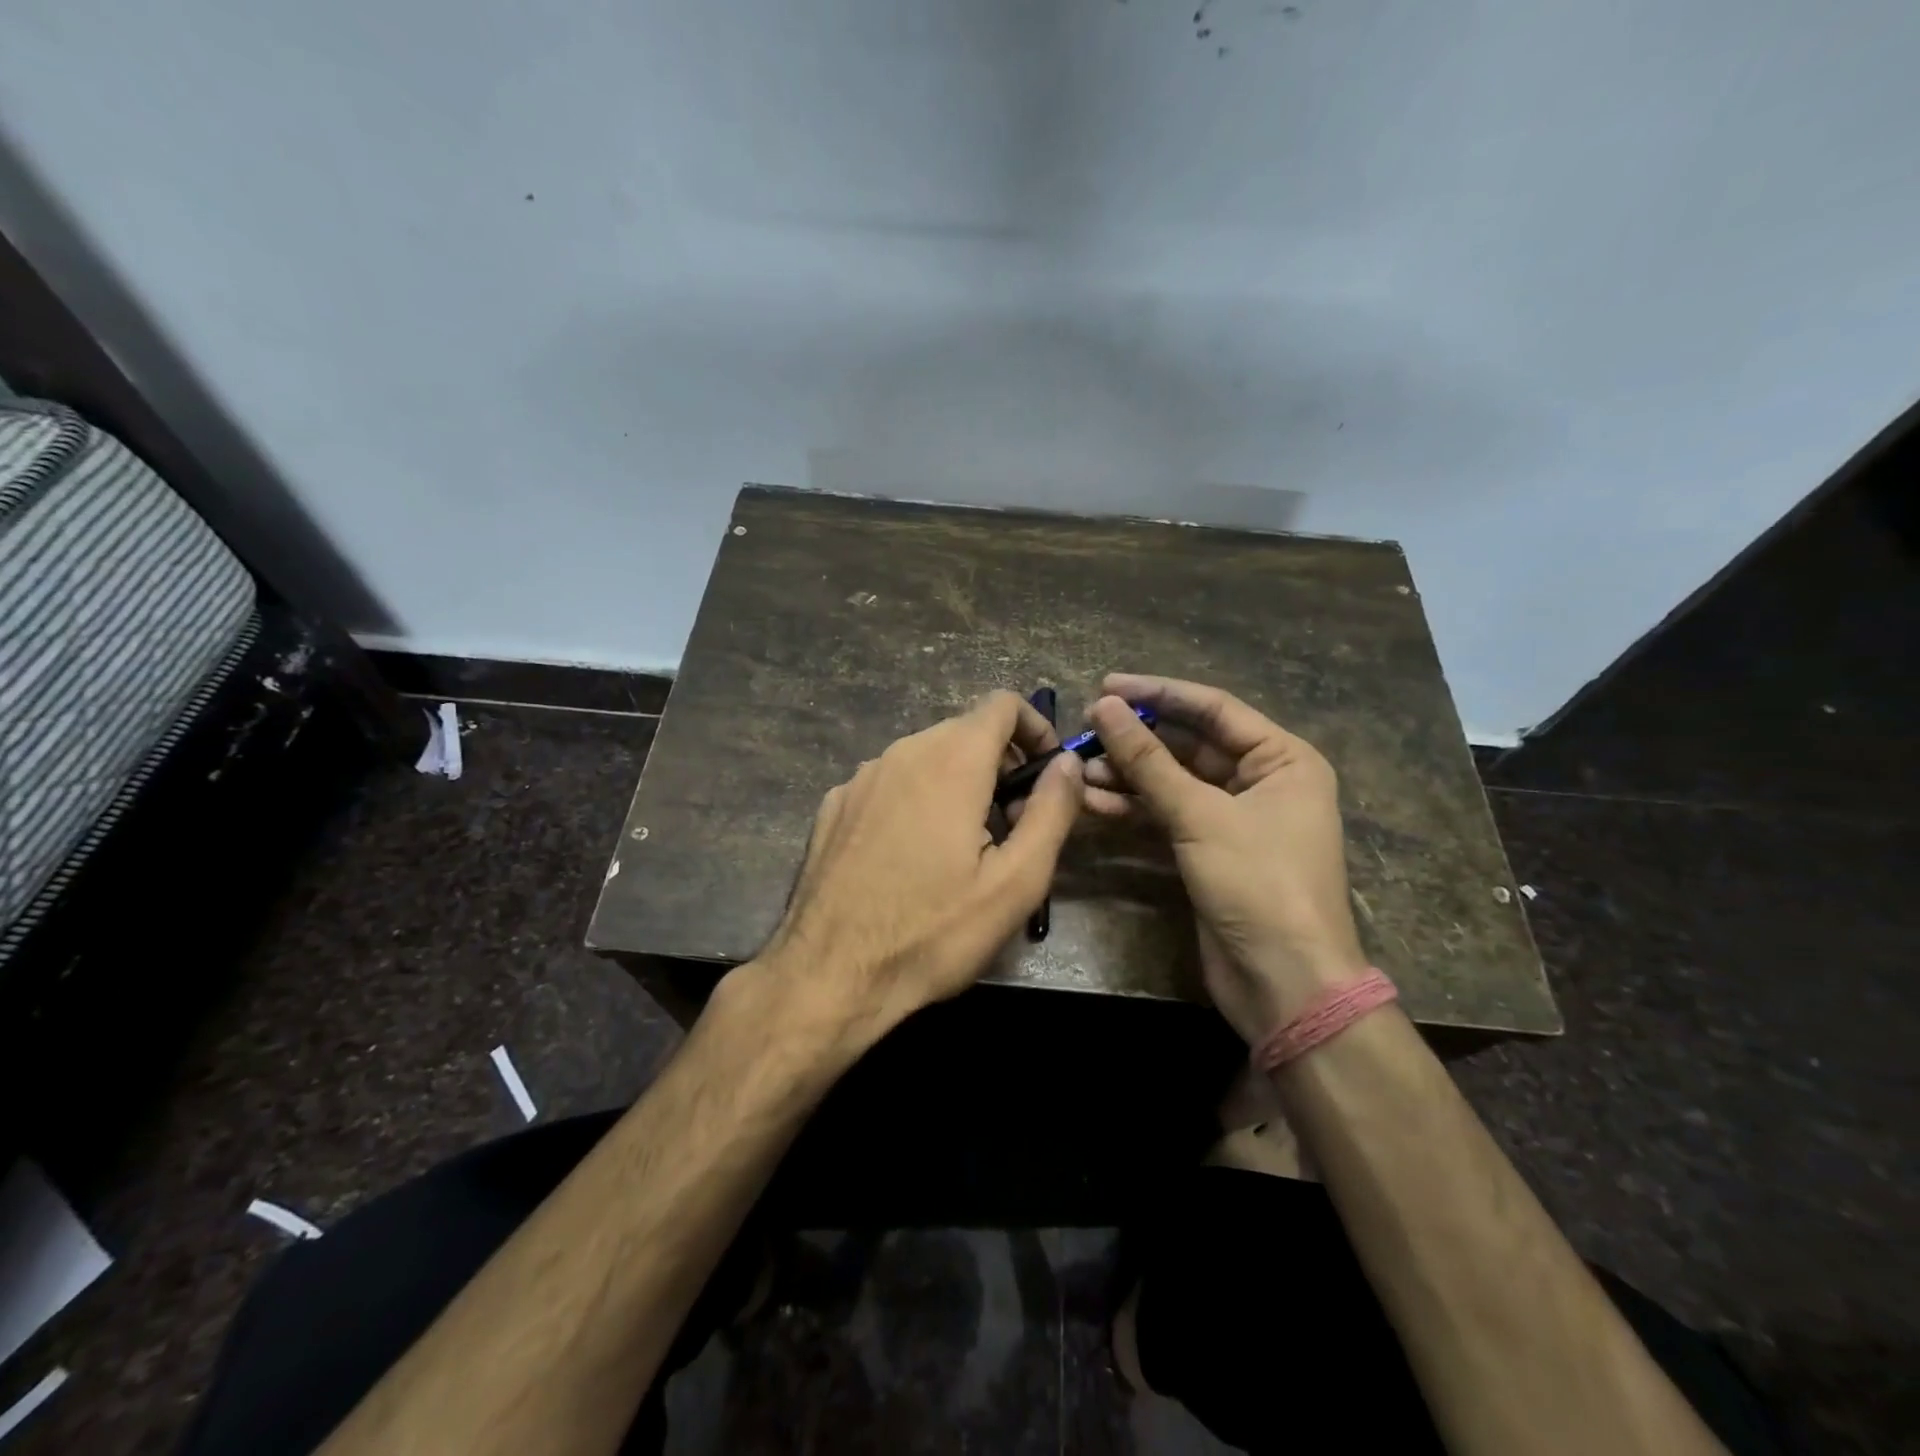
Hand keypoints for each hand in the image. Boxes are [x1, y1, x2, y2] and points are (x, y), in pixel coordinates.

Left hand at [755, 691, 1084, 1046]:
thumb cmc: (933, 932)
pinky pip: (889, 784)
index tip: (1047, 774)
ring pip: (924, 757)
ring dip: (957, 783)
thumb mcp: (1016, 882)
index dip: (1035, 728)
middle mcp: (901, 753)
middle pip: (963, 731)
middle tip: (1012, 824)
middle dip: (999, 763)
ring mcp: (859, 778)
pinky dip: (915, 799)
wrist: (828, 975)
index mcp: (950, 762)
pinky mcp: (833, 806)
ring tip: (964, 847)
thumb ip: (1051, 811)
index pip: (1001, 704)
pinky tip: (910, 857)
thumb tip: (1068, 762)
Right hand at [1083, 674, 1366, 1043]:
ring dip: (1127, 776)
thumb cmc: (1258, 883)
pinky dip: (1133, 809)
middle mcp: (1261, 780)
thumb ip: (1149, 761)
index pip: (1213, 709)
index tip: (1106, 686)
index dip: (1158, 693)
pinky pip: (1166, 815)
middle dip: (1136, 740)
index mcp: (1282, 759)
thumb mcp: (1200, 815)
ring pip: (1172, 782)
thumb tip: (1106, 707)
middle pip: (1189, 745)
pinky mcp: (1209, 850)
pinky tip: (1093, 803)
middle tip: (1085, 729)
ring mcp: (1233, 818)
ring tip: (1079, 769)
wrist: (1283, 982)